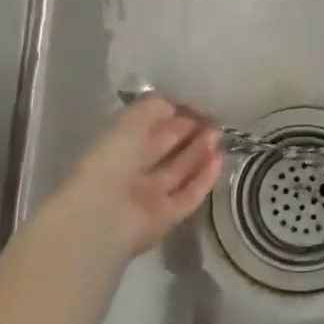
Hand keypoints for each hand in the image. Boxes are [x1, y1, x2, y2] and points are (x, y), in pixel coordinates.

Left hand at [30, 95, 222, 265]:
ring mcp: (149, 196)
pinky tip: (219, 160)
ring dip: (199, 152)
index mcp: (117, 145)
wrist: (104, 215)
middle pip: (165, 149)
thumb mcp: (131, 120)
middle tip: (213, 120)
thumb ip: (155, 106)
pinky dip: (204, 178)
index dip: (172, 115)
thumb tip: (178, 105)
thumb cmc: (112, 159)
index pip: (148, 127)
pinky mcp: (166, 217)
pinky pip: (188, 195)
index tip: (196, 106)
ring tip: (218, 135)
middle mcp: (132, 170)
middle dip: (189, 132)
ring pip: (178, 171)